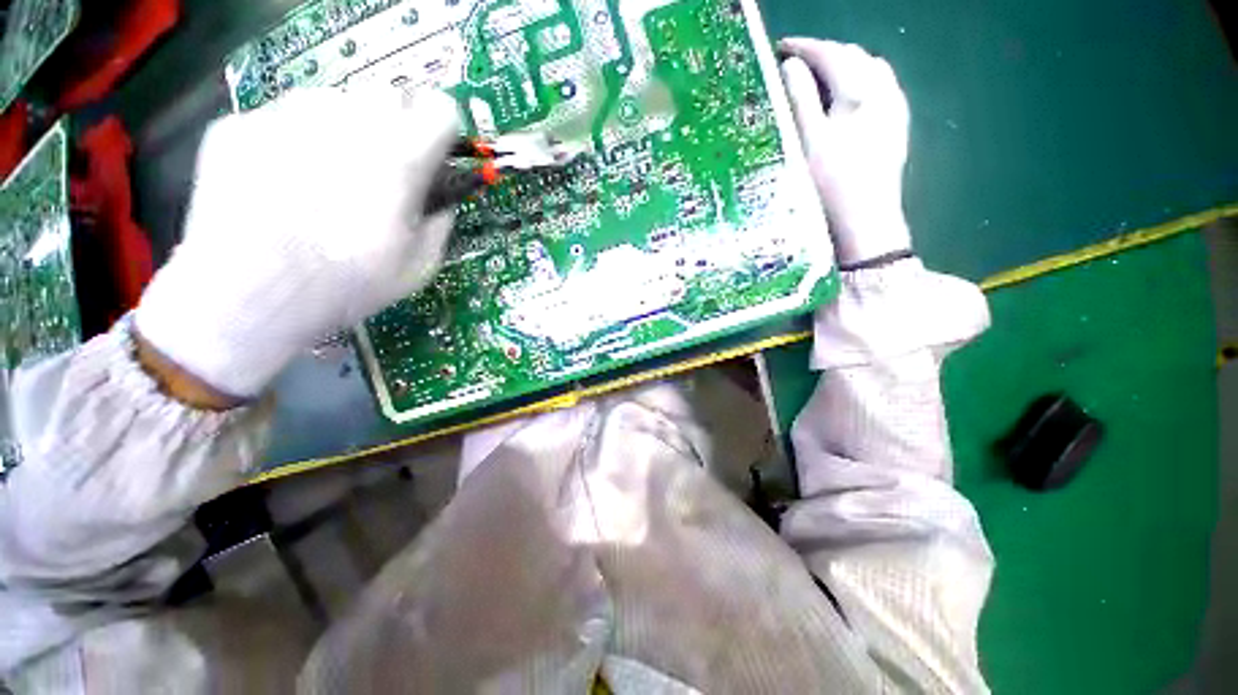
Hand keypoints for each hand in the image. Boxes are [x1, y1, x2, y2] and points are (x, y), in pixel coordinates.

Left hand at [136, 87, 459, 399]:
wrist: (245, 299)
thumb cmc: (346, 287)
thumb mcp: (419, 267)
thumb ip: (440, 221)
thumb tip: (440, 197)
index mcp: (398, 158)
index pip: (440, 108)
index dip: (441, 132)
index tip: (432, 155)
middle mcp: (345, 120)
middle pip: (388, 96)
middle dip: (395, 128)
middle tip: (381, 170)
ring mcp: (284, 115)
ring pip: (334, 101)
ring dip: (344, 131)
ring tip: (327, 179)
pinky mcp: (238, 125)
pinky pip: (283, 119)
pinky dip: (293, 143)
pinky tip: (283, 186)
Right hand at [778, 38, 911, 266]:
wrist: (866, 222)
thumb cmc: (830, 185)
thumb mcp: (808, 142)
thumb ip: (800, 100)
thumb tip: (791, 66)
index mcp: (859, 92)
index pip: (831, 54)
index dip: (805, 47)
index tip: (781, 46)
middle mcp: (883, 92)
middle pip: (854, 57)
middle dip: (825, 53)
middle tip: (796, 62)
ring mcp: (894, 110)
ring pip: (872, 70)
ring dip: (845, 64)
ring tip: (821, 75)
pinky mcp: (897, 128)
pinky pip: (882, 88)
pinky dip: (862, 81)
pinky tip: (850, 96)